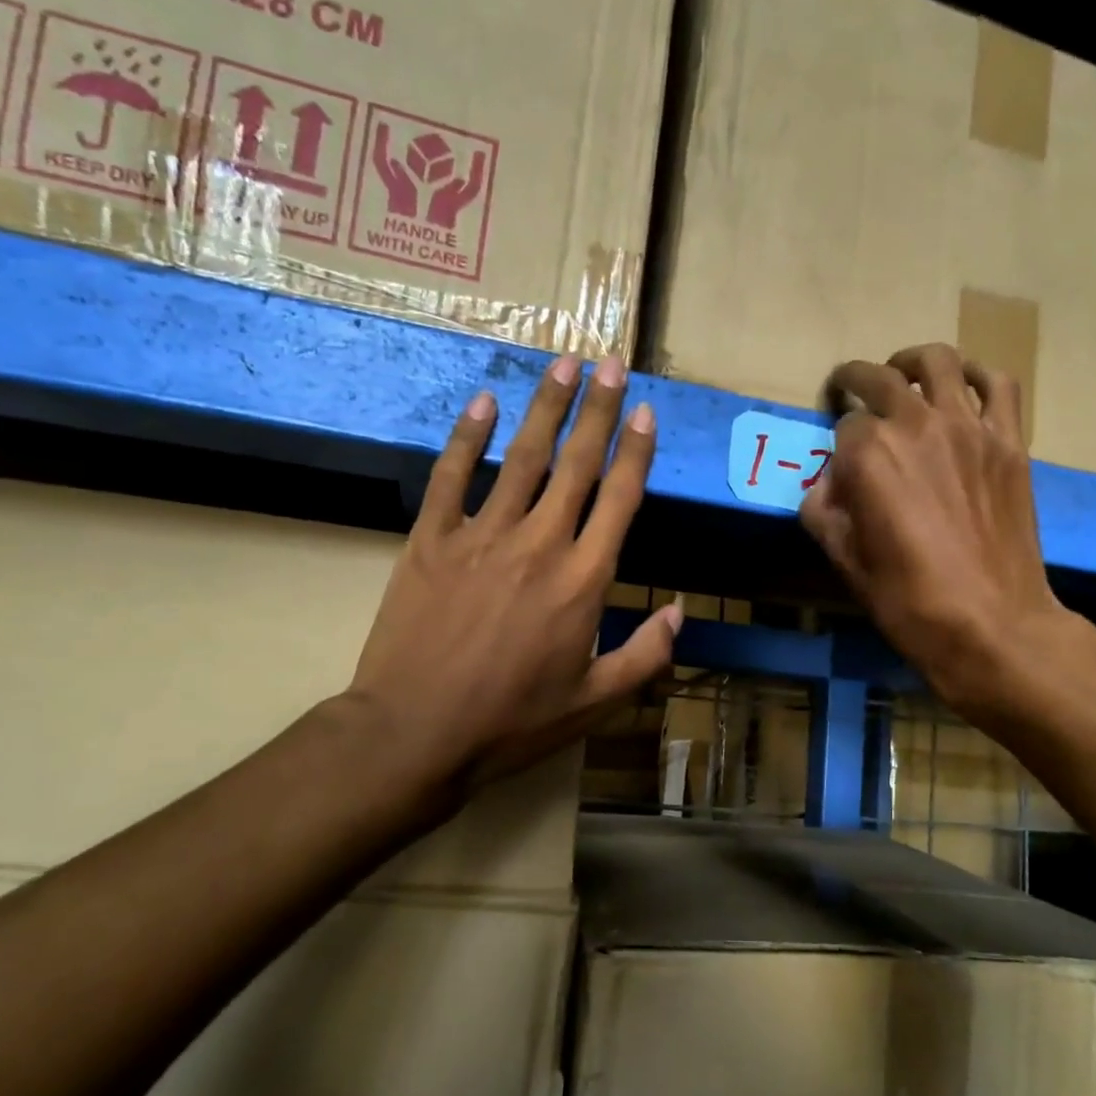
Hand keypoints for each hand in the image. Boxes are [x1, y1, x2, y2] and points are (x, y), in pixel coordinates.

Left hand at [339, 353, 679, 805]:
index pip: (620, 499)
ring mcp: (482, 536)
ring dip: (544, 408)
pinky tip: (483, 402)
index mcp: (584, 580)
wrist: (416, 733)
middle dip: (598, 409)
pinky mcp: (430, 541)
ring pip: (521, 458)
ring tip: (561, 365)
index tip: (646, 412)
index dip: (637, 452)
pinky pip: (452, 477)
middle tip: (609, 362)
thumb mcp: (595, 702)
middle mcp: (540, 544)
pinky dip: (467, 437)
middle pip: (577, 463)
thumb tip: (678, 611)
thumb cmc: (514, 721)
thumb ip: (645, 655)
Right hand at [801, 344, 1064, 721]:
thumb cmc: (908, 600)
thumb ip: (823, 512)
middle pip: (878, 378)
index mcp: (868, 455)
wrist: (992, 624)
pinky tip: (963, 386)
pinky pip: (996, 384)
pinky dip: (976, 374)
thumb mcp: (845, 562)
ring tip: (903, 375)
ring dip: (910, 362)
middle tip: (847, 389)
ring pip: (936, 362)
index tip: (839, 464)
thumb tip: (824, 485)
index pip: (842, 427)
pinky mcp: (1008, 441)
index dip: (837, 446)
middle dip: (855, 380)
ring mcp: (969, 427)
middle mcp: (915, 424)